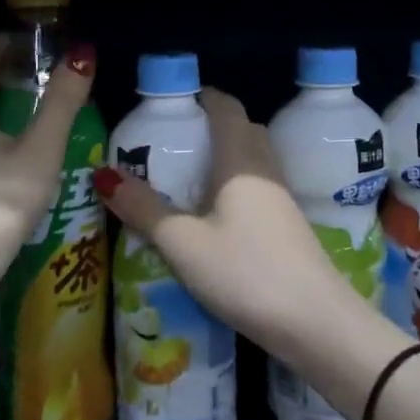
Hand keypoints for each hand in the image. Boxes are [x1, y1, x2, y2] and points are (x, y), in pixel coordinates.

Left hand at [0, 34, 96, 257]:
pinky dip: (5, 131)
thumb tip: (82, 54)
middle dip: (16, 73)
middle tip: (56, 77)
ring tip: (50, 113)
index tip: (45, 43)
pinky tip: (31, 153)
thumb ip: (62, 101)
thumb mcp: (40, 148)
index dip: (12, 42)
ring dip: (12, 105)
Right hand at [93, 87, 359, 358]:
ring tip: (190, 177)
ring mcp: (283, 199)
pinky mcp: (290, 226)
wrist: (315, 322)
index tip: (175, 102)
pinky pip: (260, 188)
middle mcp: (266, 169)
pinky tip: (217, 214)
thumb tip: (104, 175)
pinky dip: (237, 186)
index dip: (203, 97)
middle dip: (213, 126)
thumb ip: (143, 209)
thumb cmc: (244, 271)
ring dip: (226, 157)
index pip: (227, 108)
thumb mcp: (182, 243)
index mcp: (241, 160)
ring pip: (254, 160)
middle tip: (175, 142)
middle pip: (244, 130)